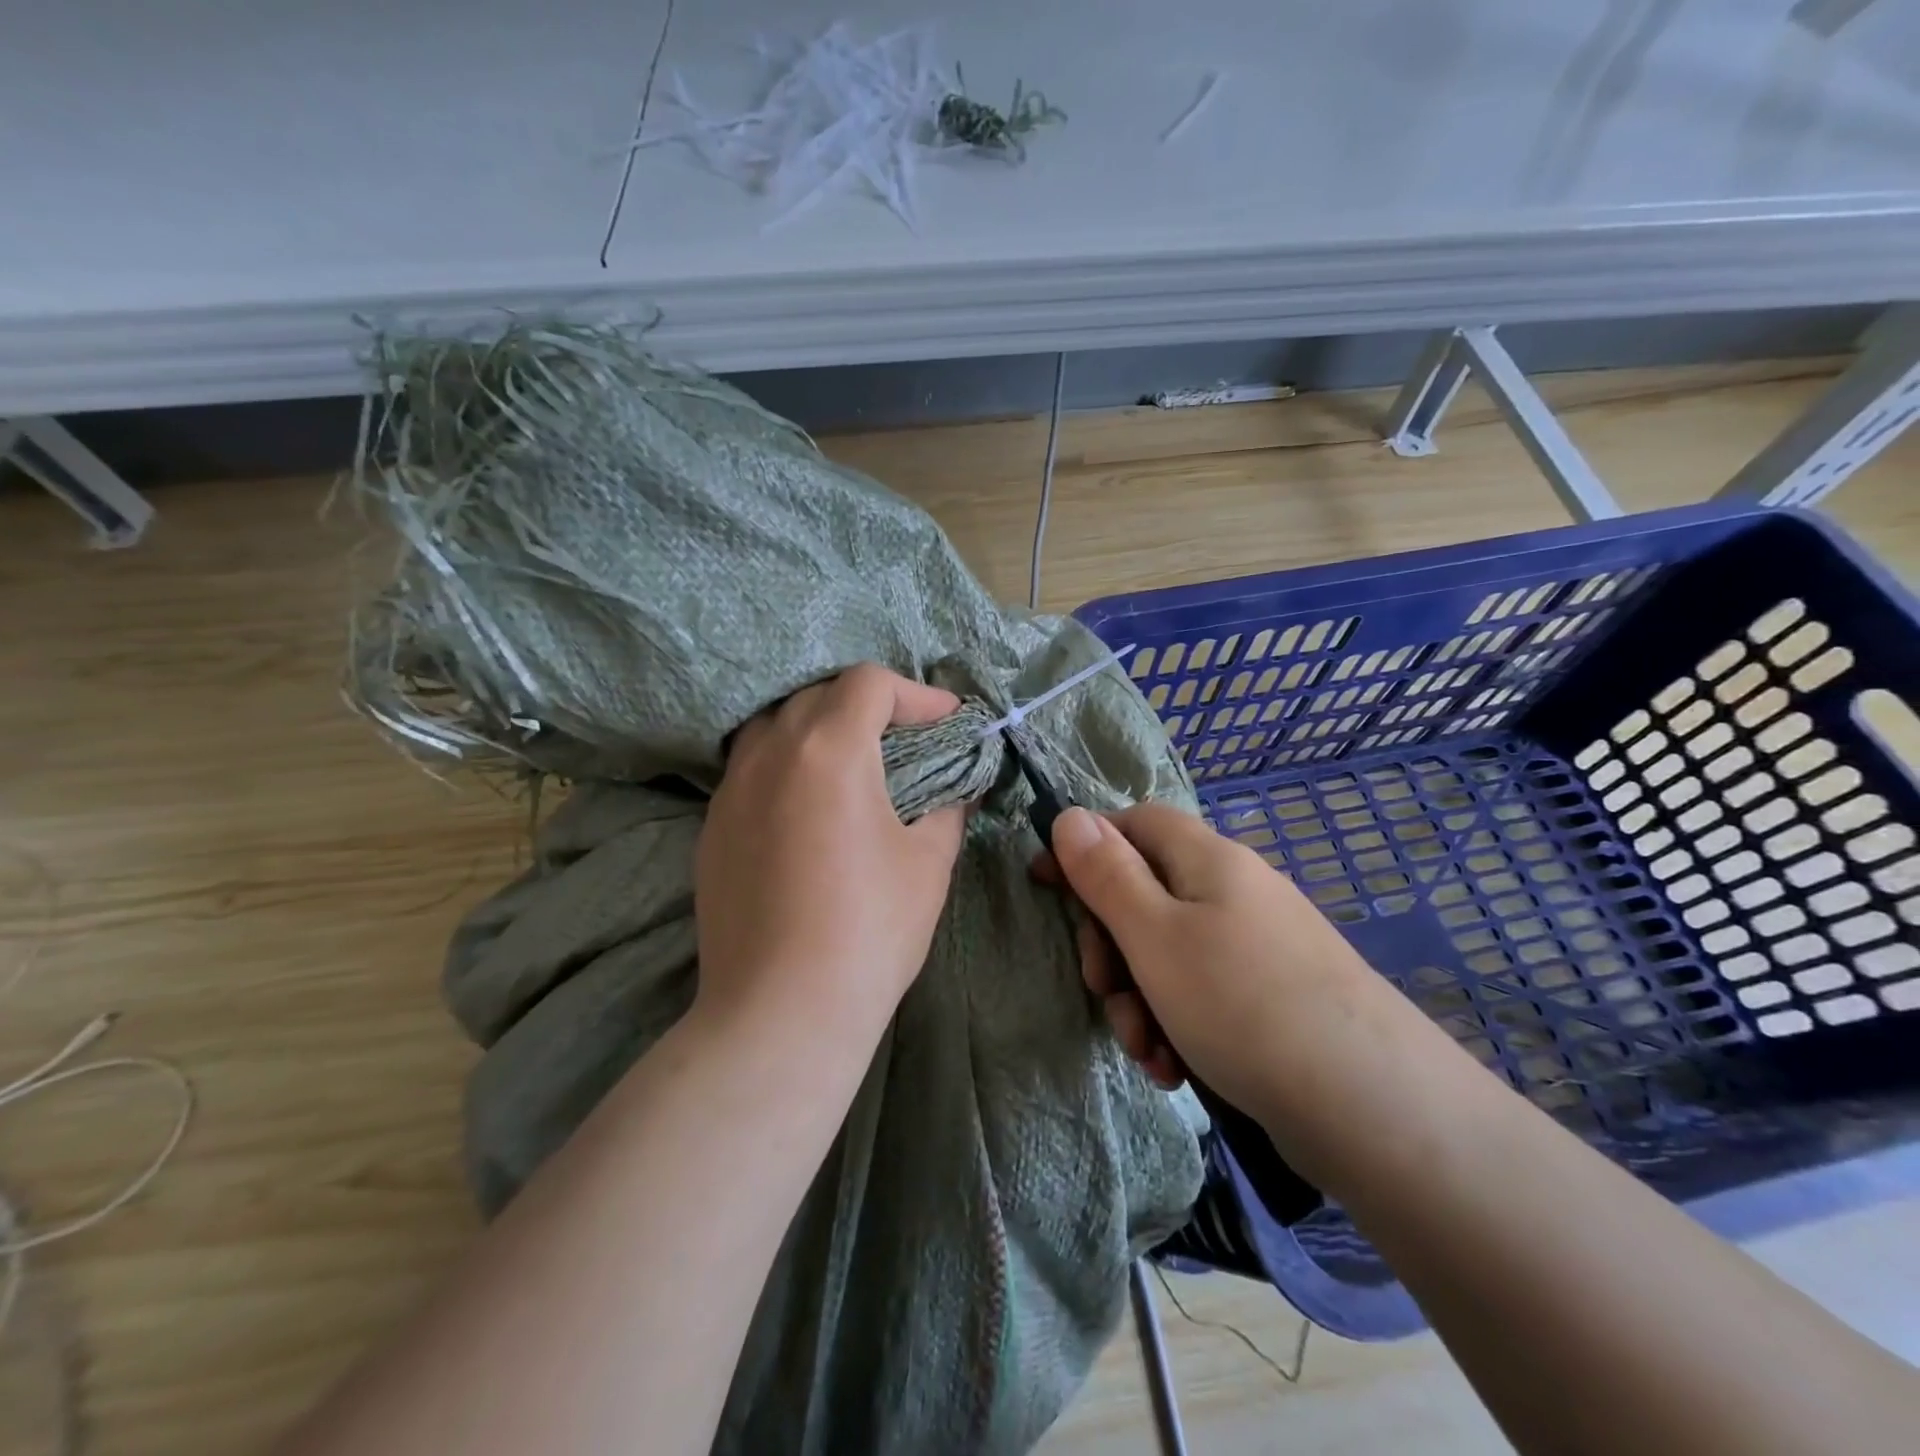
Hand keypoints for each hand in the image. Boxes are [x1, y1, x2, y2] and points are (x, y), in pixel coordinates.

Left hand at [694, 664, 966, 1044]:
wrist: (780, 1010)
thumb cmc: (869, 929)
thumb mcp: (928, 863)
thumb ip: (946, 808)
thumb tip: (954, 789)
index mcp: (829, 749)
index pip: (869, 683)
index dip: (916, 694)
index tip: (947, 723)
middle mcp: (771, 753)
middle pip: (819, 695)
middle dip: (870, 706)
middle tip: (906, 742)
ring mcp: (731, 789)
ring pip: (776, 726)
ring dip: (819, 729)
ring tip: (853, 766)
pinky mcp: (711, 827)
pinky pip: (751, 769)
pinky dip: (786, 766)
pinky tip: (808, 809)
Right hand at [1038, 804, 1397, 1130]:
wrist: (1371, 1106)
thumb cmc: (1241, 1004)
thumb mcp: (1153, 935)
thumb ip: (1106, 873)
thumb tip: (1069, 815)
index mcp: (1207, 860)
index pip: (1134, 823)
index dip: (1086, 846)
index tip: (1045, 884)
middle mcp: (1234, 891)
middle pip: (1146, 893)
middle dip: (1111, 946)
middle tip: (1103, 992)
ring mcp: (1257, 945)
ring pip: (1169, 953)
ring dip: (1140, 998)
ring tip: (1147, 1052)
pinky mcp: (1272, 997)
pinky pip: (1203, 993)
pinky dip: (1177, 1024)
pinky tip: (1176, 1068)